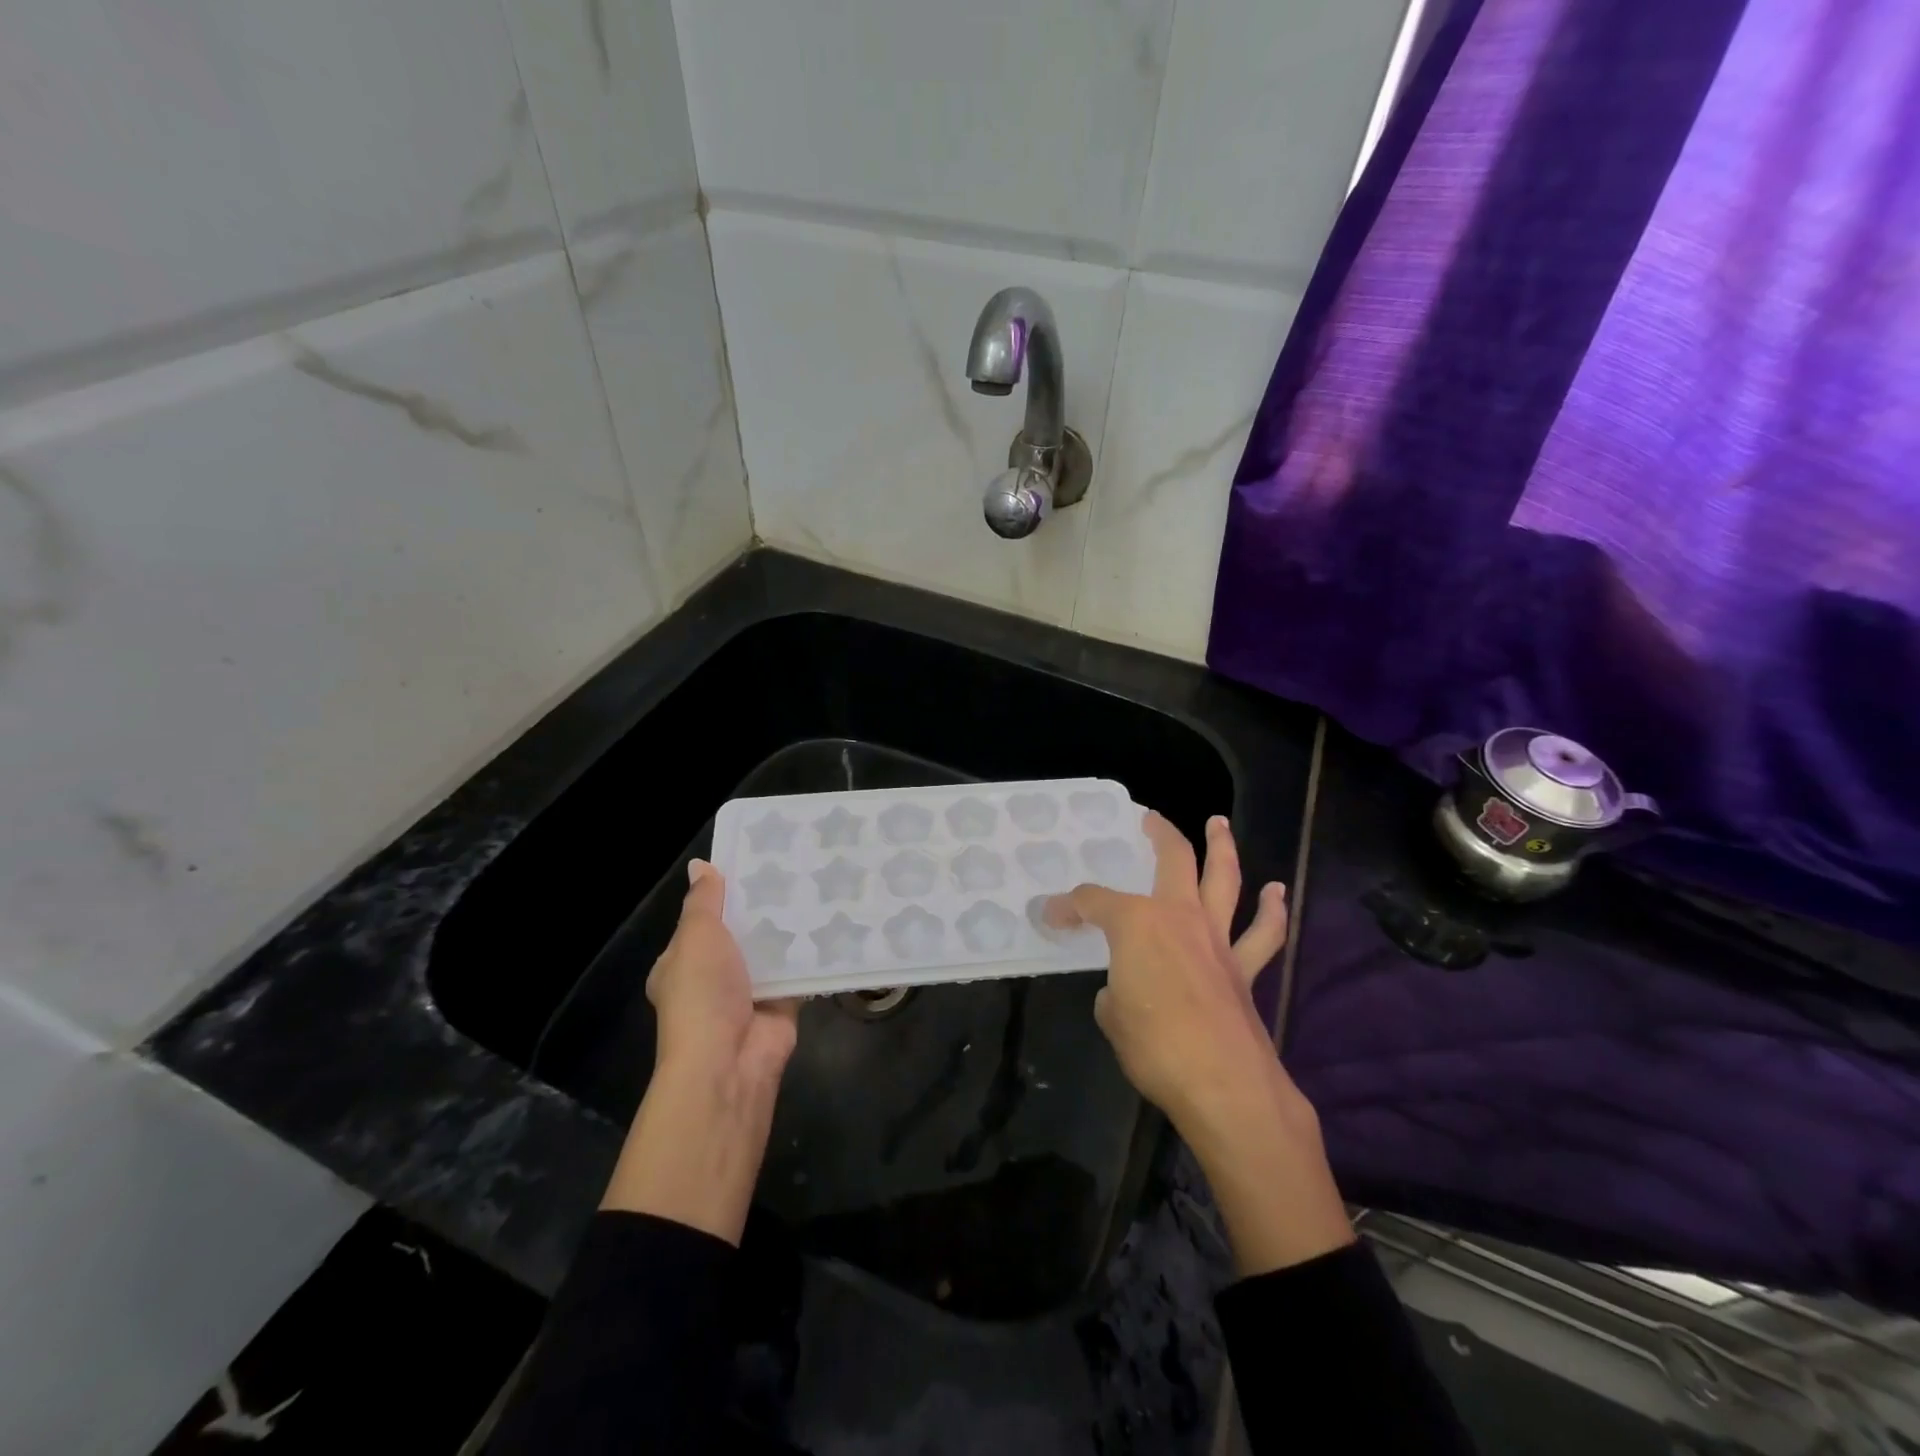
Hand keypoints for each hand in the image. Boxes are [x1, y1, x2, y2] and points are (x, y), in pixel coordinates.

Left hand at [646, 859, 798, 1087]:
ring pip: (771, 950)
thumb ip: (704, 902)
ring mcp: (749, 992)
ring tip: (817, 885)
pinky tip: (832, 921)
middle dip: (762, 908)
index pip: (702, 920)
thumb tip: (701, 865)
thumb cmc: (703, 993)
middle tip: (793, 868)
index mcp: (682, 963)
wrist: (730, 1060)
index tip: (753, 862)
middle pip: (741, 933)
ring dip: (788, 927)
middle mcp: (714, 978)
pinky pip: (798, 970)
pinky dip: (811, 953)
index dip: (723, 893)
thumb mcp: (696, 937)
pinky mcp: (782, 1003)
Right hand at [1046, 812, 1287, 1131]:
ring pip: (1224, 879)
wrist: (1225, 1085)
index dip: (1069, 907)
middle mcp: (1179, 917)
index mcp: (1136, 924)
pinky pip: (1263, 933)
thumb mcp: (1112, 1018)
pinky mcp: (1245, 968)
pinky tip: (1275, 893)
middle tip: (1150, 819)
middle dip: (1160, 835)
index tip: (1053, 916)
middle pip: (1173, 860)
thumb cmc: (1156, 1047)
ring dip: (1222, 847)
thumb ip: (1115, 994)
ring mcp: (1217, 939)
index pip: (1092, 902)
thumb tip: (1123, 992)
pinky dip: (1271, 911)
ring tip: (1218, 823)